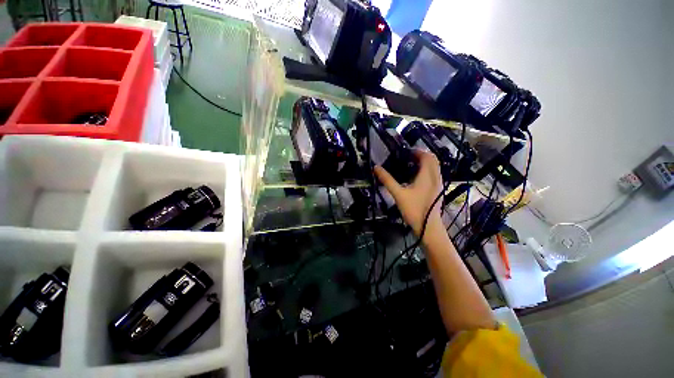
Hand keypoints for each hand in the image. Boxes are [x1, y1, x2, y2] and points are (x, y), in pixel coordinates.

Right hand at [374, 150, 443, 236]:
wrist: (428, 228)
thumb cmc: (413, 209)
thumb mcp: (398, 194)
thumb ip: (387, 180)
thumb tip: (376, 168)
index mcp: (427, 175)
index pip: (426, 156)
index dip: (417, 151)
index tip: (405, 152)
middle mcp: (435, 177)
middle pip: (432, 159)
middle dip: (421, 155)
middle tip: (406, 157)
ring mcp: (438, 184)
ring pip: (434, 167)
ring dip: (424, 162)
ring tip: (410, 164)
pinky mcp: (437, 190)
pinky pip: (434, 174)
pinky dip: (426, 170)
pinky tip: (415, 176)